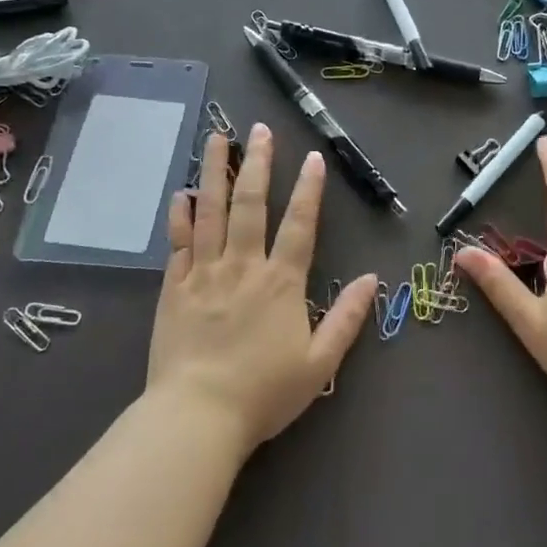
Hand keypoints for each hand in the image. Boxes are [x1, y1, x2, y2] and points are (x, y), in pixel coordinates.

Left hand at [149, 123, 377, 452]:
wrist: (196, 417)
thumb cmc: (263, 393)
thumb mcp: (319, 363)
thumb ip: (347, 318)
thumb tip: (372, 279)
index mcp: (281, 282)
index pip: (299, 225)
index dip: (309, 190)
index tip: (313, 156)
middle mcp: (243, 266)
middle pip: (251, 205)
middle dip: (259, 164)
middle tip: (260, 129)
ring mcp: (204, 273)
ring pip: (211, 212)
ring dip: (215, 172)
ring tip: (217, 138)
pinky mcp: (174, 288)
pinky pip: (178, 243)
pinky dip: (180, 216)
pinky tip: (181, 193)